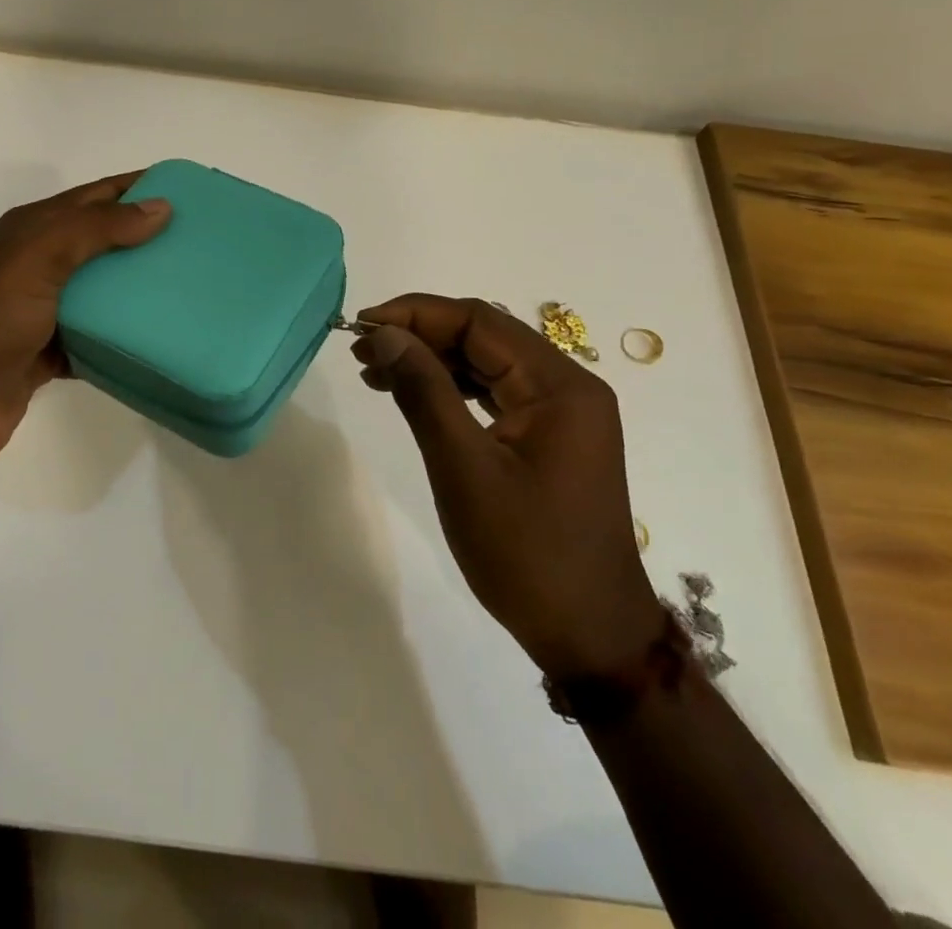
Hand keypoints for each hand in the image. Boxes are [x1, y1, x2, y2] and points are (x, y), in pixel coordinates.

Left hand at [0, 173, 170, 469]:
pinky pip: (97, 334)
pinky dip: (123, 333)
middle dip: (148, 236)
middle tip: (201, 242)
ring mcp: (44, 308)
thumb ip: (97, 228)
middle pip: (103, 240)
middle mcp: (39, 263)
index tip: (189, 189)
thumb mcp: (40, 256)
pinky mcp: (52, 350)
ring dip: (139, 286)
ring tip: (189, 287)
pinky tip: (158, 336)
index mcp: (33, 230)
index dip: (139, 187)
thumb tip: (160, 206)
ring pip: (103, 289)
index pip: (96, 196)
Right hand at [352, 295, 661, 676]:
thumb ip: (424, 392)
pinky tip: (413, 394)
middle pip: (484, 336)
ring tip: (374, 370)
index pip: (479, 322)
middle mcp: (567, 387)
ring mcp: (561, 413)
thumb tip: (383, 335)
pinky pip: (494, 392)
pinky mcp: (550, 437)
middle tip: (361, 350)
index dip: (416, 315)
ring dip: (431, 360)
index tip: (362, 326)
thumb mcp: (464, 468)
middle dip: (420, 335)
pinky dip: (451, 388)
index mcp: (559, 386)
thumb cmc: (526, 554)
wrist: (590, 638)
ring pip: (486, 363)